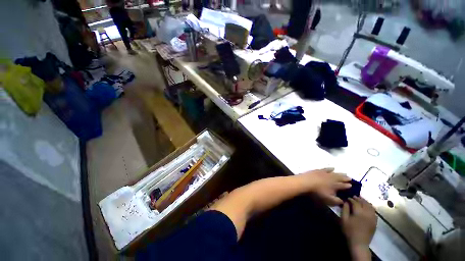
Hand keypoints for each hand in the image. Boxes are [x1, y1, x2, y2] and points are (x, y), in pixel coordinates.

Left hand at [298, 168, 351, 205]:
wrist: (306, 182)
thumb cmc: (317, 192)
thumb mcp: (328, 199)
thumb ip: (336, 200)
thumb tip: (343, 201)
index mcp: (335, 185)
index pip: (343, 186)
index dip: (347, 186)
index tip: (352, 185)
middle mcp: (331, 178)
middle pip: (340, 178)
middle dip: (345, 178)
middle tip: (350, 178)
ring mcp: (325, 173)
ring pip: (335, 173)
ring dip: (340, 173)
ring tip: (344, 173)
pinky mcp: (318, 170)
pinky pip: (326, 169)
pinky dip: (330, 169)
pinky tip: (332, 168)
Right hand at [342, 196, 376, 260]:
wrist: (359, 243)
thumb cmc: (349, 231)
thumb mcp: (344, 219)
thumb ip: (345, 209)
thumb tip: (346, 202)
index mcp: (359, 212)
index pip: (355, 202)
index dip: (351, 199)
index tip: (347, 197)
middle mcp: (367, 213)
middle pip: (364, 203)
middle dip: (359, 199)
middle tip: (354, 196)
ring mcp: (373, 218)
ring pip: (371, 207)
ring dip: (366, 202)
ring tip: (361, 200)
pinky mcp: (375, 222)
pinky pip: (374, 212)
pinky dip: (370, 208)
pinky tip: (367, 208)